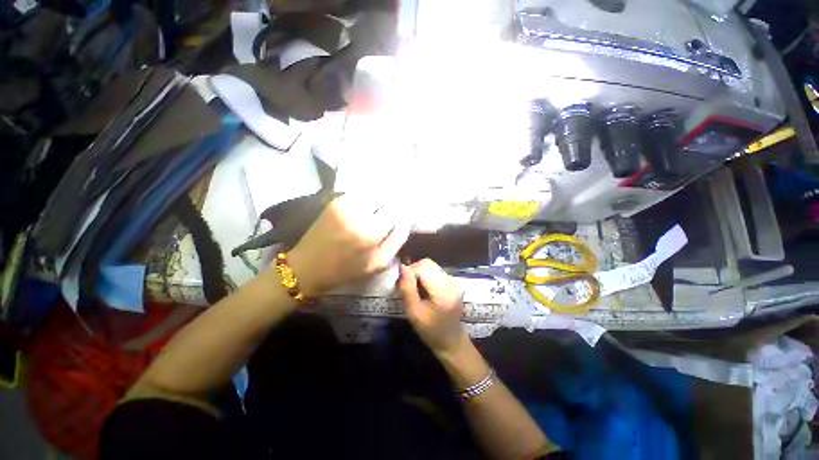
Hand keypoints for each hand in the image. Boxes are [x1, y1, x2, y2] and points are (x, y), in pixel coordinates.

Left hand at [287, 195, 410, 296]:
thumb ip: (397, 241)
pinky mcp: (335, 201)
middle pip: (386, 197)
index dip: (404, 211)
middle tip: (393, 213)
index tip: (406, 215)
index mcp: (370, 232)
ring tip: (381, 209)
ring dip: (381, 199)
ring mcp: (345, 204)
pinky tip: (368, 207)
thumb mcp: (378, 264)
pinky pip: (360, 194)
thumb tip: (406, 221)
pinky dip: (368, 198)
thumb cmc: (345, 270)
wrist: (307, 267)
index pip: (397, 210)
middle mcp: (358, 213)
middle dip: (393, 204)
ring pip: (373, 192)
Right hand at [398, 259, 467, 356]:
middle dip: (414, 271)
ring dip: (419, 273)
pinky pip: (435, 271)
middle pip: (428, 264)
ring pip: (431, 266)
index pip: (423, 267)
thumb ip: (407, 289)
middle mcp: (452, 282)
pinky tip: (424, 289)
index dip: (409, 272)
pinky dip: (426, 276)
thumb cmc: (430, 330)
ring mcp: (454, 280)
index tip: (401, 284)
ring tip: (416, 289)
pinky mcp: (453, 281)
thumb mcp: (413, 312)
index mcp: (444, 292)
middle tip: (407, 286)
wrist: (450, 340)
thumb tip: (401, 267)